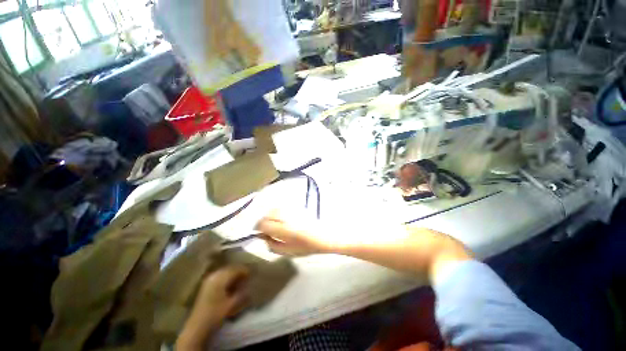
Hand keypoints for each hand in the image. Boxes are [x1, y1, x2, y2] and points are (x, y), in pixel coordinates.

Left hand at [176, 266, 248, 349]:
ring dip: (232, 273)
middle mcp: (214, 275)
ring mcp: (209, 279)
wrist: (198, 325)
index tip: (252, 273)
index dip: (245, 270)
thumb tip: (250, 284)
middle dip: (239, 270)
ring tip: (240, 278)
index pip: (236, 269)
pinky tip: (230, 283)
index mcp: (220, 278)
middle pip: (230, 268)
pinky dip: (226, 277)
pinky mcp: (206, 285)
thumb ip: (242, 292)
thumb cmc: (216, 313)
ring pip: (224, 271)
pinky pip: (219, 275)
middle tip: (247, 275)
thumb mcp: (232, 304)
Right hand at [255, 212, 334, 255]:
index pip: (264, 224)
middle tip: (264, 229)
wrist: (326, 235)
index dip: (258, 227)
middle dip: (263, 221)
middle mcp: (286, 217)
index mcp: (284, 229)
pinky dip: (277, 212)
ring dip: (270, 215)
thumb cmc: (308, 247)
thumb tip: (262, 237)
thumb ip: (272, 245)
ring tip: (272, 223)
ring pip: (274, 209)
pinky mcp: (297, 208)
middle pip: (268, 214)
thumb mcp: (288, 252)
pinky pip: (282, 207)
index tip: (258, 232)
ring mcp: (292, 211)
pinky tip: (280, 218)